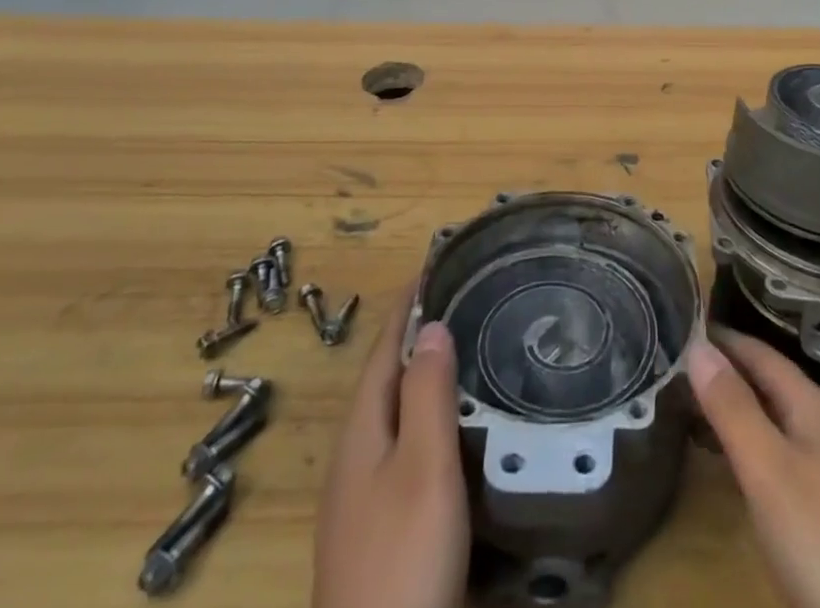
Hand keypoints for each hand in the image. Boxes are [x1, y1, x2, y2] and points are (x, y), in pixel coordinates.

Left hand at [313, 289, 469, 607]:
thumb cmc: (405, 556)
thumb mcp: (423, 465)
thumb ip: (426, 393)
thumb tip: (431, 325)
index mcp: (361, 430)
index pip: (384, 347)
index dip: (407, 304)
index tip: (435, 262)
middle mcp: (355, 455)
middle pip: (385, 377)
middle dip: (416, 334)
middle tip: (462, 298)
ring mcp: (362, 495)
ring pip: (395, 412)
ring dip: (422, 374)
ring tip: (464, 348)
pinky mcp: (377, 525)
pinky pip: (403, 444)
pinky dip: (427, 415)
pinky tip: (454, 428)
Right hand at [687, 329, 819, 607]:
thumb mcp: (769, 469)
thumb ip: (733, 407)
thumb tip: (696, 342)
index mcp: (811, 403)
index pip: (759, 351)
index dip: (721, 337)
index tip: (677, 322)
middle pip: (765, 381)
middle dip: (722, 369)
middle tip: (670, 359)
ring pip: (769, 417)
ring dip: (731, 406)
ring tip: (683, 399)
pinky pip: (774, 453)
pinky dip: (743, 442)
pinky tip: (722, 457)